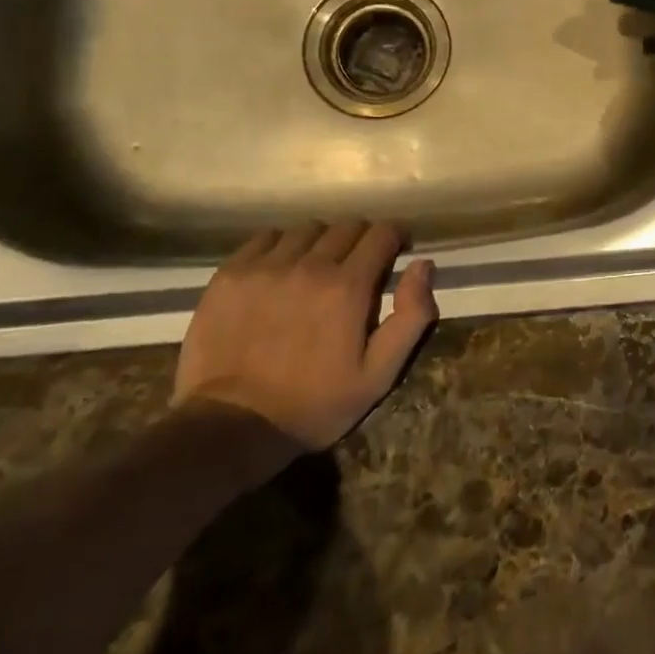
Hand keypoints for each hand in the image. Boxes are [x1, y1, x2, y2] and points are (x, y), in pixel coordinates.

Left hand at [173, 222, 438, 450]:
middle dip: (361, 240)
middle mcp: (310, 265)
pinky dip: (281, 246)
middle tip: (357, 267)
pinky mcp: (231, 274)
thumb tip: (424, 264)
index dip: (395, 237)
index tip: (396, 251)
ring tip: (316, 268)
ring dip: (321, 242)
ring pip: (307, 229)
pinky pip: (266, 237)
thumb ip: (411, 316)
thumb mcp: (379, 374)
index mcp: (348, 287)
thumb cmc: (314, 405)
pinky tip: (280, 270)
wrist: (230, 428)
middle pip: (347, 226)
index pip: (382, 233)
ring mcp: (266, 266)